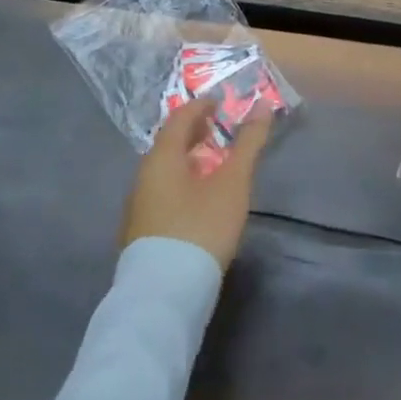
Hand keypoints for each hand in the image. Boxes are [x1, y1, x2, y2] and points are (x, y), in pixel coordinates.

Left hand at [120, 97, 272, 269]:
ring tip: (213, 162)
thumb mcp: (233, 182)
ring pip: (164, 169)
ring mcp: (137, 207)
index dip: (200, 106)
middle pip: (168, 144)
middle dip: (194, 132)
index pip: (179, 118)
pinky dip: (181, 180)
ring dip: (188, 158)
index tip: (221, 103)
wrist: (164, 296)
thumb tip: (263, 105)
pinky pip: (161, 191)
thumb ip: (248, 143)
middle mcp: (143, 177)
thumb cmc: (201, 227)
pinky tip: (197, 197)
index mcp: (161, 158)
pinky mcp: (140, 233)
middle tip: (219, 128)